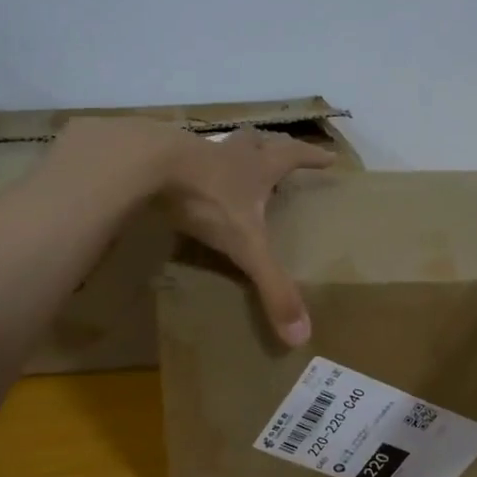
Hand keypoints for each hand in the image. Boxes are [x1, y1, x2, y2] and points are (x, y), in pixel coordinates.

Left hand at [156, 125, 334, 344]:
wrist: (146, 165)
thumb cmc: (207, 199)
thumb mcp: (245, 246)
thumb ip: (272, 285)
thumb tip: (301, 335)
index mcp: (257, 167)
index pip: (293, 156)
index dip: (312, 158)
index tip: (330, 158)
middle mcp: (230, 154)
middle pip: (257, 141)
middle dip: (270, 146)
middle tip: (278, 150)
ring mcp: (194, 152)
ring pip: (219, 147)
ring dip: (230, 154)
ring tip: (232, 165)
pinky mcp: (161, 157)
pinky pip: (181, 161)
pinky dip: (190, 169)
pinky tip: (184, 182)